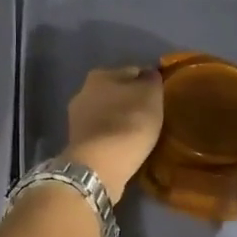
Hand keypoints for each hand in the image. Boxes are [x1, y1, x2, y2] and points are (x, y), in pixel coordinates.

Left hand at [65, 66, 163, 200]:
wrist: (99, 164)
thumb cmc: (129, 123)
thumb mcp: (151, 95)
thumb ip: (151, 80)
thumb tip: (149, 74)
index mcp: (100, 74)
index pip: (132, 72)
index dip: (148, 84)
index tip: (160, 98)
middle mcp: (83, 91)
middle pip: (116, 92)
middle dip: (131, 101)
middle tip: (150, 116)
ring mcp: (77, 118)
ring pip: (107, 113)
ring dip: (120, 120)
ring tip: (140, 134)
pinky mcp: (77, 142)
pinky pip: (102, 133)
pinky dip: (112, 136)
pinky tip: (124, 146)